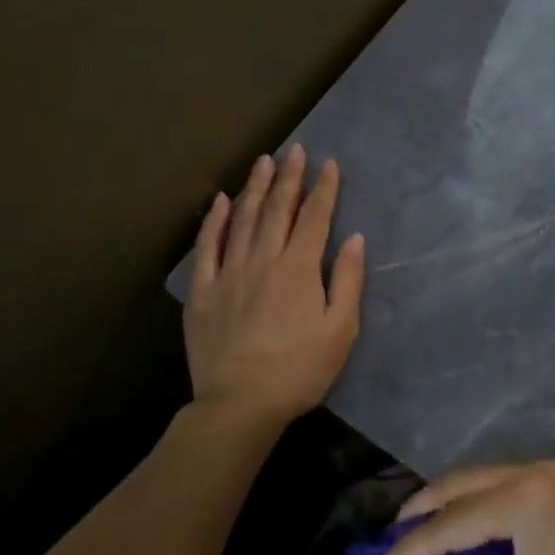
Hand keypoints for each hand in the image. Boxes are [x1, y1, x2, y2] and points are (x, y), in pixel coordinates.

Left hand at [185, 145, 364, 430]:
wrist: (240, 404)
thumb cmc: (300, 370)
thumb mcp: (340, 330)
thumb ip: (347, 280)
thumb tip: (353, 238)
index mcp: (298, 269)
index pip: (315, 218)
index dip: (324, 189)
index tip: (329, 163)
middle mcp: (263, 260)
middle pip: (277, 210)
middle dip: (289, 178)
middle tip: (294, 150)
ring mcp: (228, 273)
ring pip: (242, 220)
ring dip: (254, 188)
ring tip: (263, 161)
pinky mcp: (202, 291)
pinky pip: (207, 247)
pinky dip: (214, 221)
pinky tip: (221, 201)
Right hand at [371, 461, 554, 554]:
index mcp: (521, 500)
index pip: (451, 525)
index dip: (412, 551)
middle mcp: (536, 474)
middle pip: (466, 481)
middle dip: (427, 504)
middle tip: (397, 529)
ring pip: (492, 477)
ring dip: (458, 498)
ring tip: (433, 523)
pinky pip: (514, 484)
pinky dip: (486, 499)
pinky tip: (481, 522)